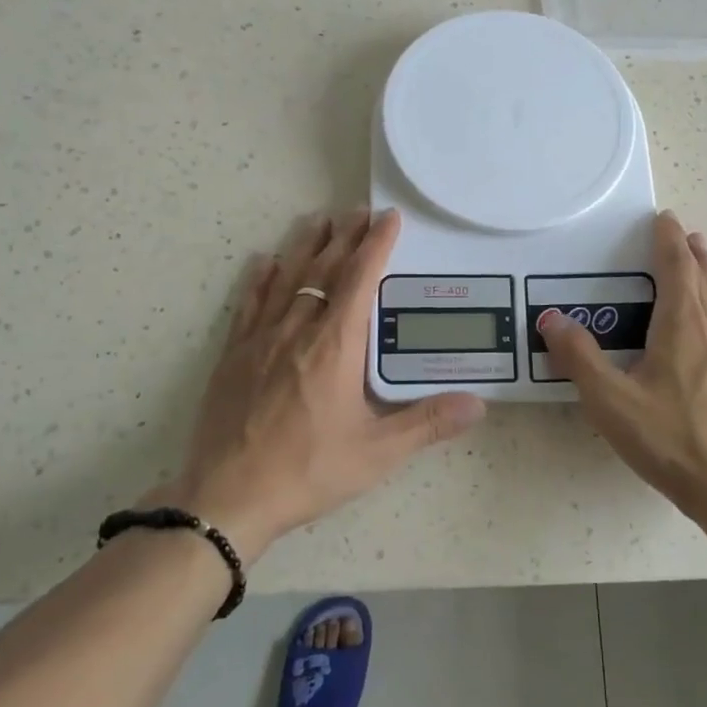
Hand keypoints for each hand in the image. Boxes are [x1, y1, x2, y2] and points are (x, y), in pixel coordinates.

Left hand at [150, 208, 485, 560]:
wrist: (228, 497)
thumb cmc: (307, 470)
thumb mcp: (377, 453)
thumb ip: (428, 423)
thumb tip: (479, 404)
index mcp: (335, 346)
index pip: (360, 279)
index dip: (376, 245)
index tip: (389, 218)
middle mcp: (298, 330)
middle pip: (324, 269)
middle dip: (345, 237)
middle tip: (358, 210)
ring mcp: (260, 340)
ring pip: (286, 278)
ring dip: (306, 246)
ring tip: (319, 219)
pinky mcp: (233, 356)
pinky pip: (249, 304)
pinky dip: (260, 279)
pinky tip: (265, 261)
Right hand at [538, 211, 706, 521]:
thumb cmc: (670, 440)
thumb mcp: (610, 400)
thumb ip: (579, 357)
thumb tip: (551, 319)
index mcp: (680, 326)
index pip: (675, 268)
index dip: (668, 241)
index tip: (664, 218)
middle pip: (702, 279)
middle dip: (689, 253)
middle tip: (683, 232)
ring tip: (706, 256)